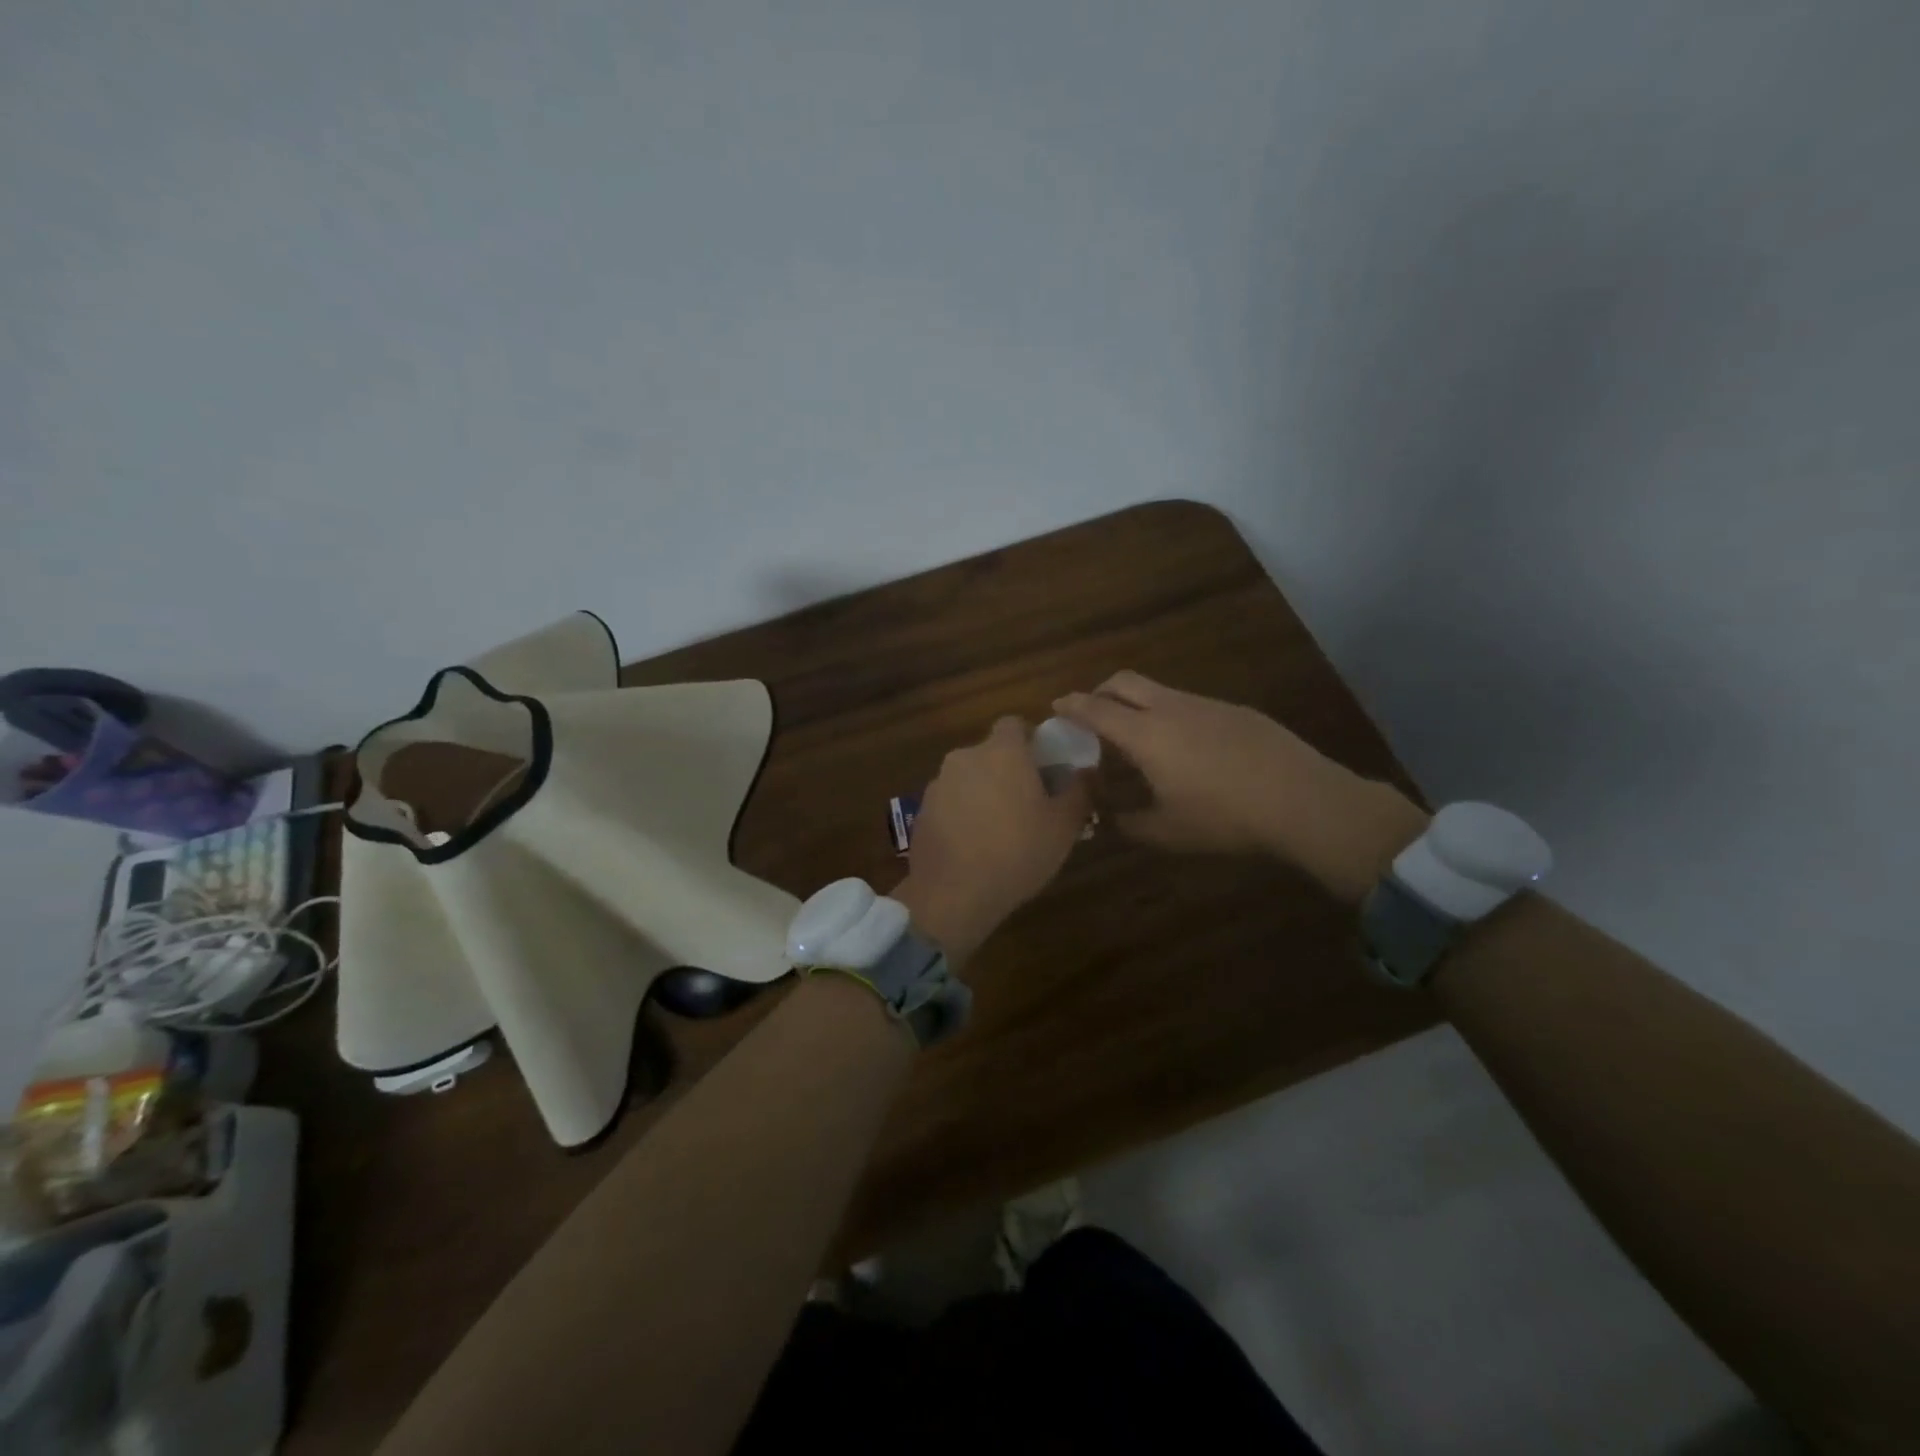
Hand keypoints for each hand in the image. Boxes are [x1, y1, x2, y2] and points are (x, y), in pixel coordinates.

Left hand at [894, 717, 1091, 963]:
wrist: (953, 893)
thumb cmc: (1018, 852)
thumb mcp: (1064, 826)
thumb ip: (1080, 790)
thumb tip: (1087, 771)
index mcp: (1002, 752)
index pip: (1015, 724)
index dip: (1031, 740)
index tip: (1045, 767)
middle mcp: (966, 757)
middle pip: (991, 753)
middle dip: (1008, 770)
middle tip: (1029, 803)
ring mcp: (938, 783)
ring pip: (969, 777)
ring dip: (984, 792)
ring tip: (1000, 829)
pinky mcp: (921, 810)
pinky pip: (949, 802)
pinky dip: (962, 814)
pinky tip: (973, 845)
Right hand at [1053, 672, 1427, 905]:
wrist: (1302, 801)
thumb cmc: (1224, 818)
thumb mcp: (1166, 832)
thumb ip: (1126, 823)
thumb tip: (1104, 818)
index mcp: (1146, 735)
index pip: (1096, 709)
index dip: (1071, 706)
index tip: (1056, 706)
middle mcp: (1171, 709)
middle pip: (1124, 682)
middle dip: (1099, 691)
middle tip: (1091, 714)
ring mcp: (1206, 705)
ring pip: (1158, 690)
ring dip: (1136, 703)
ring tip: (1137, 736)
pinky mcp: (1235, 711)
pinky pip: (1188, 703)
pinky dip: (1169, 714)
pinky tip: (1185, 747)